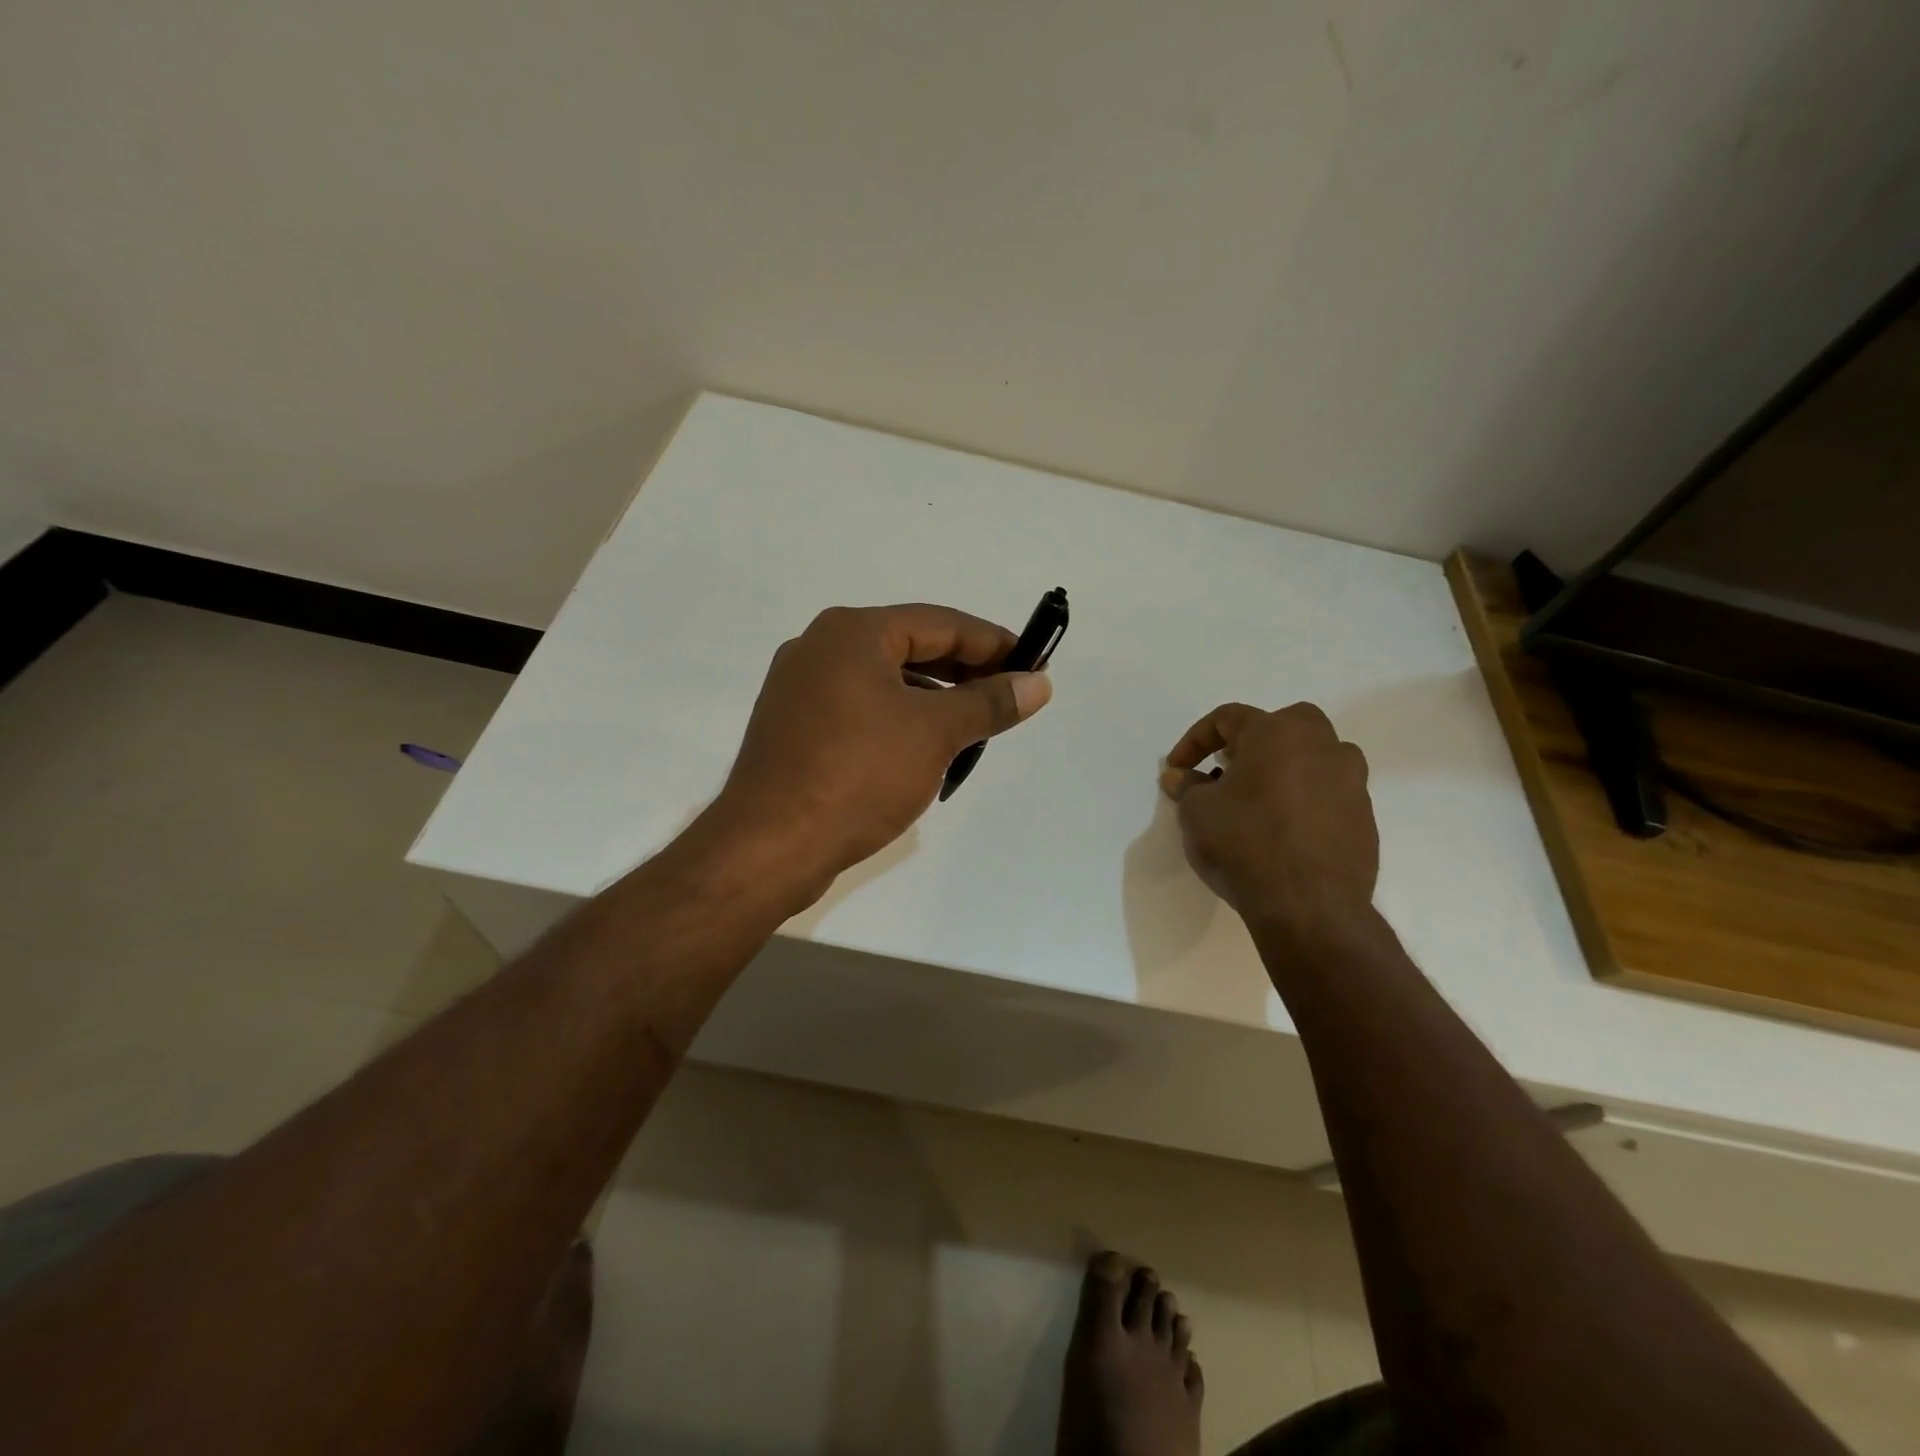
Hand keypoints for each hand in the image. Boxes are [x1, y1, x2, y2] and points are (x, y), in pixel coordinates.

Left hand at [701, 604, 1052, 904]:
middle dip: (964, 671)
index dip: (993, 642)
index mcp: (852, 632)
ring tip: (974, 726)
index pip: (940, 623)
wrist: (770, 846)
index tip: (1034, 663)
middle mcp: (820, 647)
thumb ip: (989, 703)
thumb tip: (1037, 684)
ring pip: (884, 680)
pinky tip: (923, 748)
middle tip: (1009, 694)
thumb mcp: (935, 734)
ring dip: (933, 698)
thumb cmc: (858, 775)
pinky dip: (898, 718)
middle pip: (909, 647)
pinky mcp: (794, 727)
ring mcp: (800, 688)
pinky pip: (860, 708)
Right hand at [1158, 703, 1377, 937]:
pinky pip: (1329, 795)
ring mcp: (1351, 782)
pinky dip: (1305, 801)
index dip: (1195, 740)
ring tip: (1259, 801)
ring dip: (1286, 769)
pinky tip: (1284, 831)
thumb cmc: (1245, 846)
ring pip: (1316, 758)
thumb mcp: (1197, 813)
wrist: (1309, 908)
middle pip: (1285, 724)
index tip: (1177, 769)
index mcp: (1277, 734)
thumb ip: (1187, 787)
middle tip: (1229, 769)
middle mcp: (1322, 747)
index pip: (1228, 717)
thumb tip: (1179, 776)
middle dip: (1253, 740)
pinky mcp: (1365, 819)